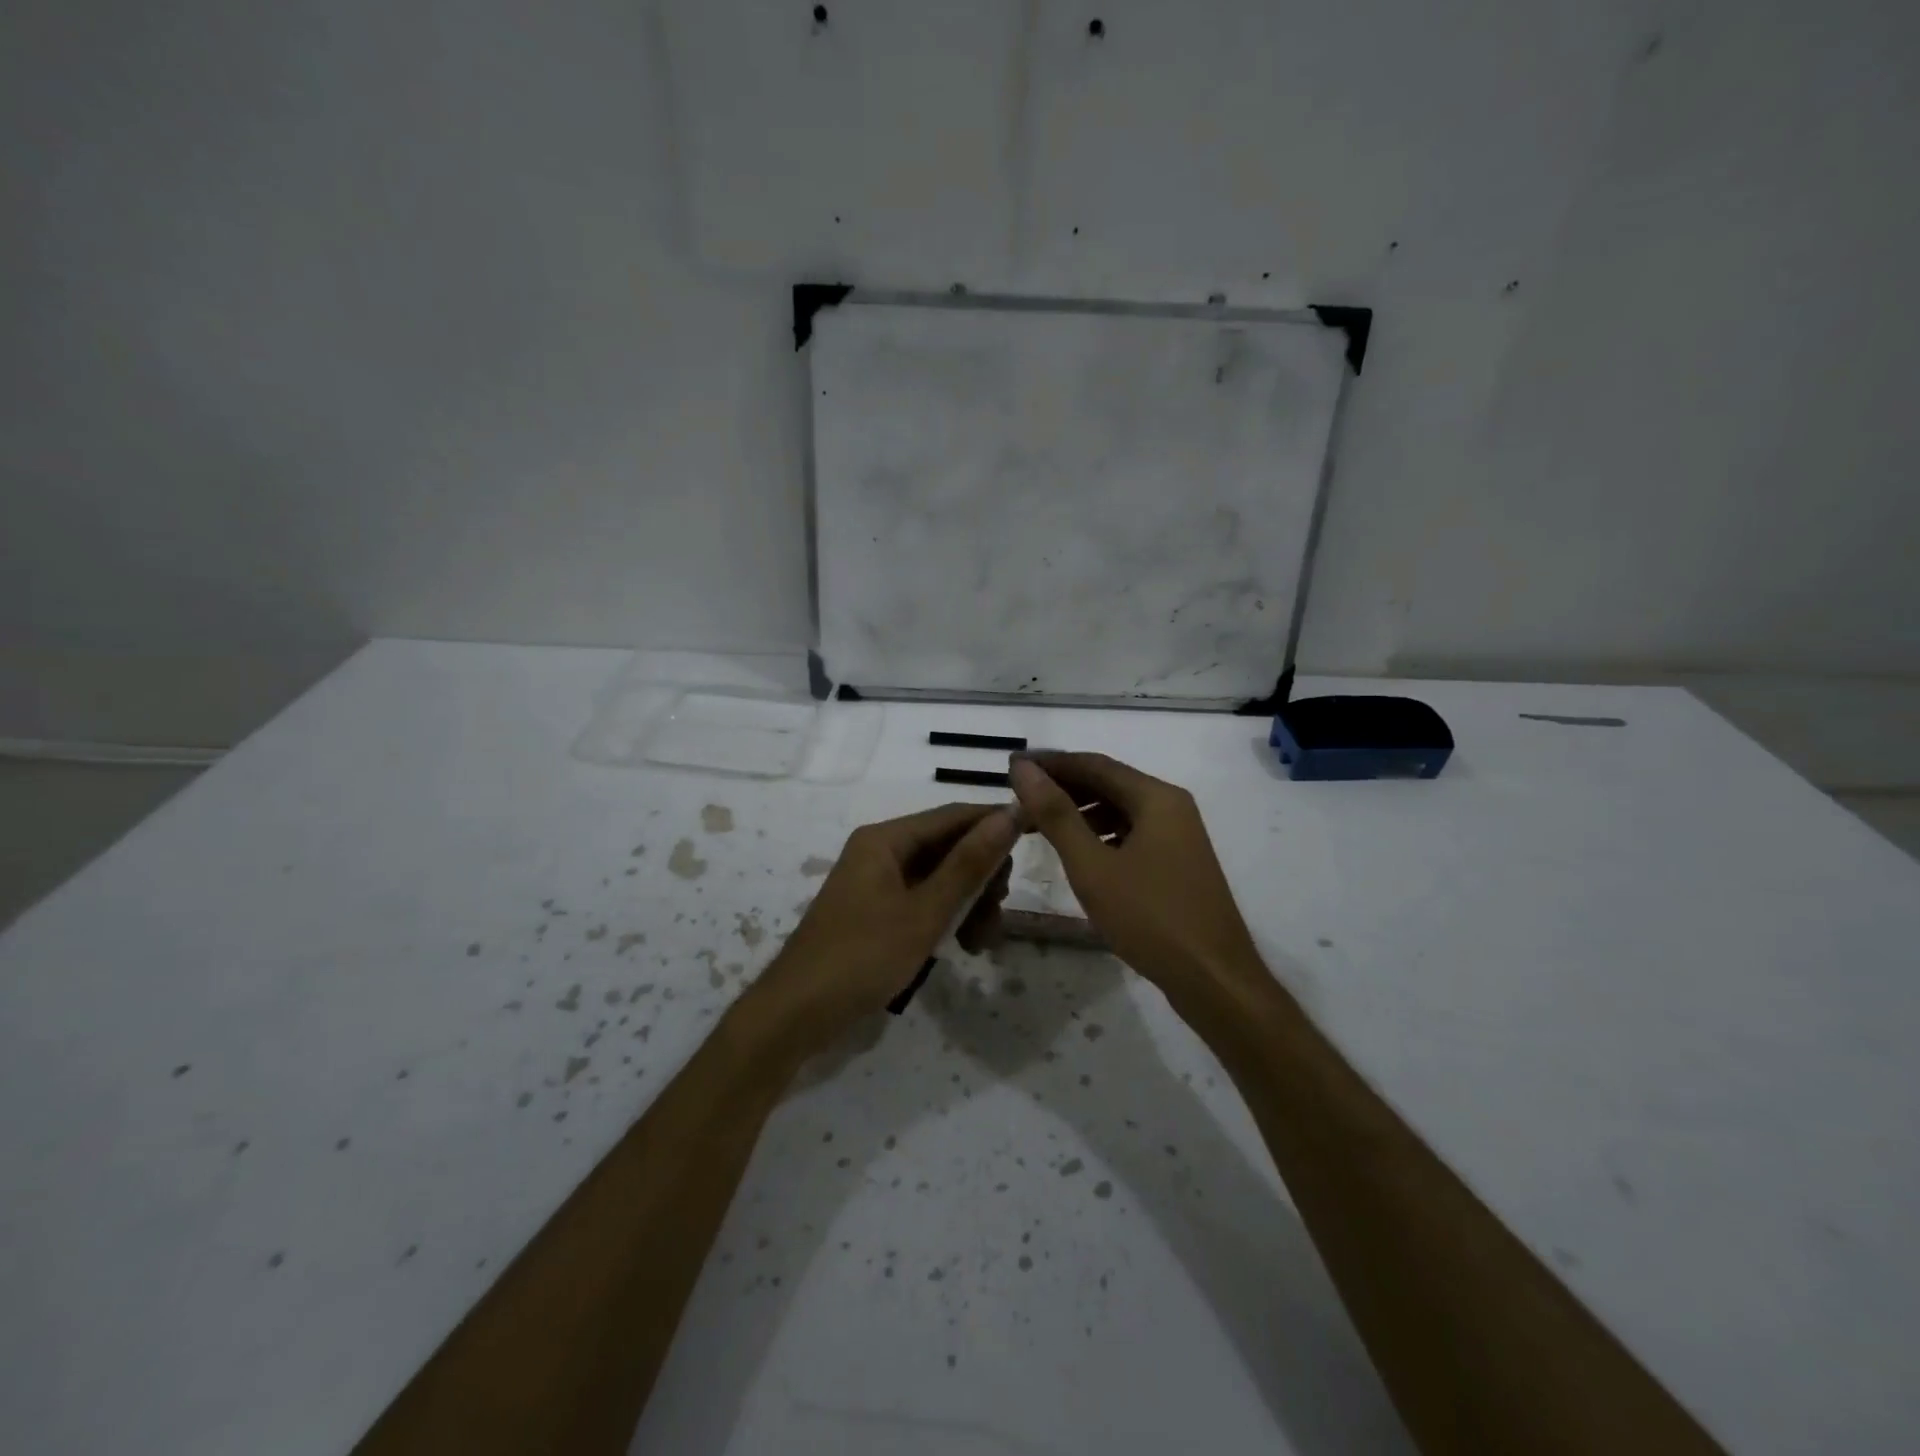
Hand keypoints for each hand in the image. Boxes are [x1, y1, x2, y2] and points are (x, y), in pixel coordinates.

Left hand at [746, 802, 1020, 1057]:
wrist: (796, 1015)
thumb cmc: (862, 957)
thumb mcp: (925, 912)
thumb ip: (969, 864)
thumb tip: (1008, 814)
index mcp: (886, 839)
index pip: (955, 815)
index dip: (996, 823)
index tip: (1037, 837)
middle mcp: (881, 851)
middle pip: (949, 847)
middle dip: (981, 878)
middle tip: (997, 915)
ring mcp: (876, 882)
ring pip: (940, 878)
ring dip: (968, 903)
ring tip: (980, 944)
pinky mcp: (876, 911)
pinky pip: (923, 900)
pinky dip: (945, 918)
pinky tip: (960, 946)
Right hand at [1009, 754, 1262, 999]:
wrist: (1214, 980)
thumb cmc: (1150, 918)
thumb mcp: (1092, 866)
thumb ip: (1056, 814)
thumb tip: (1023, 769)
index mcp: (1156, 798)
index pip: (1094, 764)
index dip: (1050, 763)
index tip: (1011, 768)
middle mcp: (1171, 806)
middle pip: (1108, 783)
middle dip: (1062, 789)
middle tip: (1018, 800)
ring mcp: (1179, 836)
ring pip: (1119, 810)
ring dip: (1079, 813)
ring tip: (1038, 828)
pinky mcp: (1178, 863)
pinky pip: (1131, 834)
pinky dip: (1100, 836)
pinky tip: (1078, 854)